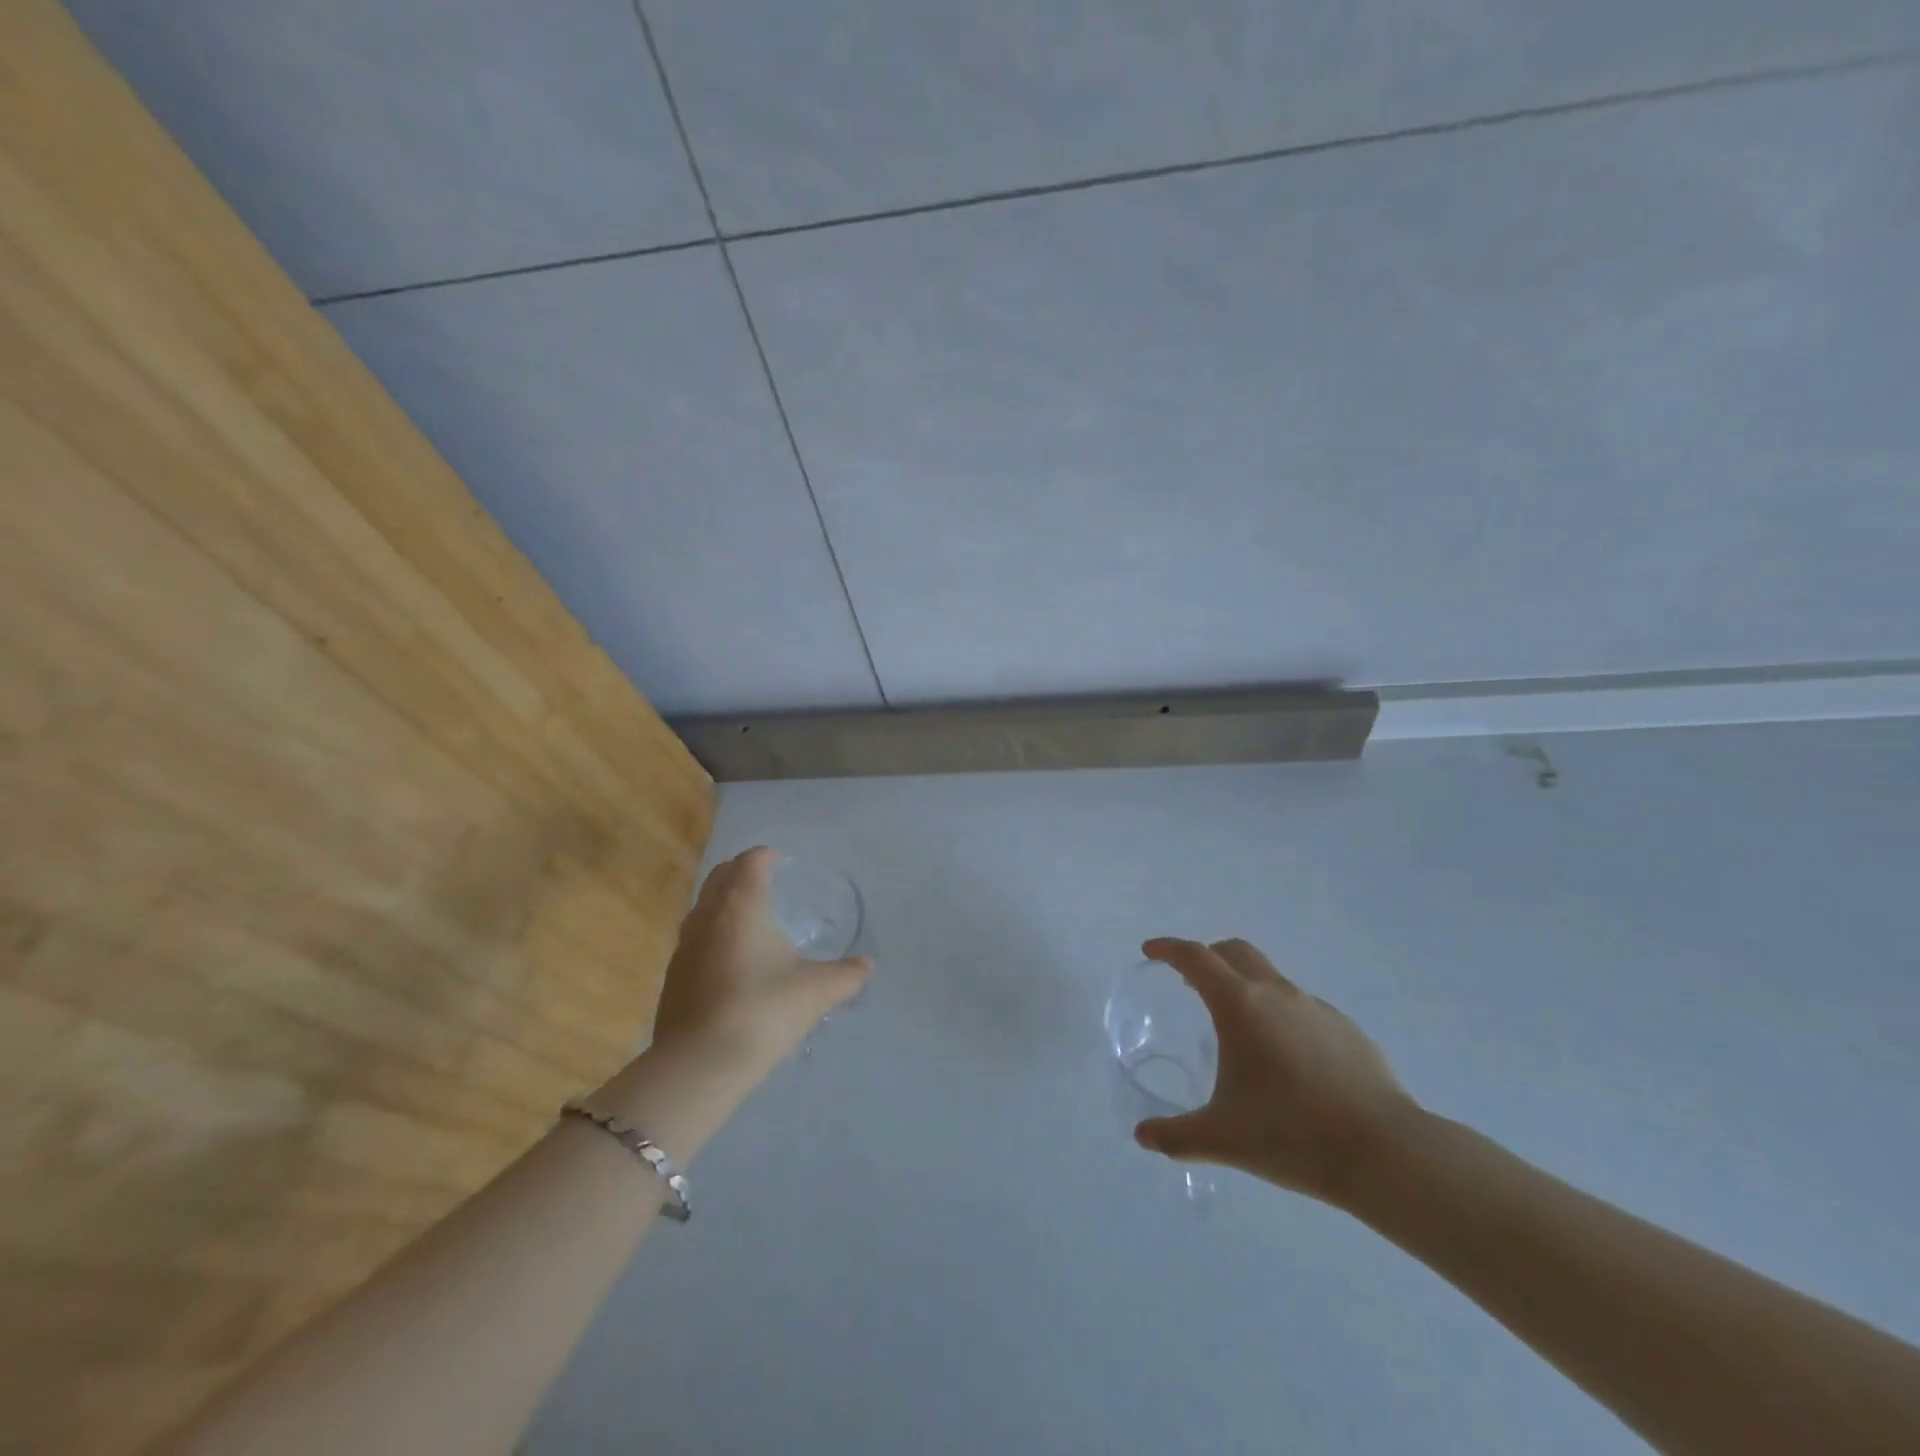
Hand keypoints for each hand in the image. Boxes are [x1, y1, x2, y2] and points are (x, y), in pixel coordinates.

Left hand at [649, 847, 872, 1080]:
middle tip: (766, 881)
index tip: (782, 862)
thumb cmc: (762, 1012)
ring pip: (703, 907)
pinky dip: (713, 933)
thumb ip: (847, 975)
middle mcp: (707, 916)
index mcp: (741, 906)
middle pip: (720, 876)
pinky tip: (732, 961)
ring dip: (724, 901)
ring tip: (751, 919)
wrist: (699, 1066)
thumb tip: (867, 966)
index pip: (750, 862)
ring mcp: (684, 947)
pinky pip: (694, 938)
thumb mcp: (817, 992)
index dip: (766, 857)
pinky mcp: (673, 977)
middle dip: (742, 872)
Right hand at [1132, 938, 1418, 1205]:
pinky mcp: (1348, 1030)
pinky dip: (1283, 1016)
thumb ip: (1174, 1135)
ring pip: (1271, 978)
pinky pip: (1303, 1008)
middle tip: (1190, 981)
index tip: (1151, 951)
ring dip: (1247, 986)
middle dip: (1208, 956)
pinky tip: (1289, 1061)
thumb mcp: (1222, 1139)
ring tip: (1241, 1030)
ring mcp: (1317, 1008)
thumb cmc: (1291, 1135)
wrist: (1385, 1153)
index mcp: (1240, 1005)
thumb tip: (1143, 1136)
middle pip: (1235, 951)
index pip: (1195, 958)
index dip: (1168, 948)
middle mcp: (1277, 993)